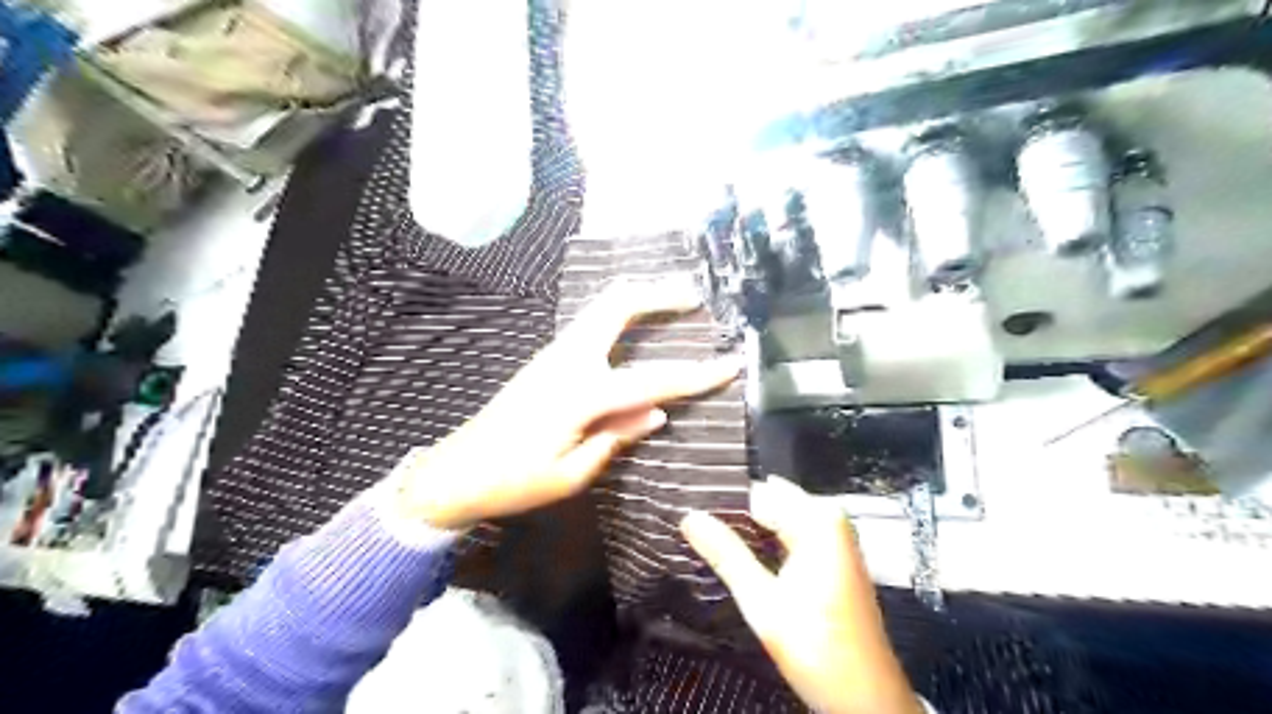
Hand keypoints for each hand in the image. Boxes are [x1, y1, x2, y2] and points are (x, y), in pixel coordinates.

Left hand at [396, 275, 736, 529]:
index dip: (697, 375)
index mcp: (580, 394)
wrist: (456, 471)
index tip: (731, 363)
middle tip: (694, 296)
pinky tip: (635, 326)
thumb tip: (656, 412)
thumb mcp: (573, 473)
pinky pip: (591, 323)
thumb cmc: (514, 482)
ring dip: (639, 298)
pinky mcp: (546, 359)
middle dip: (659, 293)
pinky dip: (620, 313)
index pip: (652, 380)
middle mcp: (568, 360)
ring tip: (673, 302)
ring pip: (602, 307)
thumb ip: (617, 436)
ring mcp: (554, 353)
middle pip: (617, 304)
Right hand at [685, 477, 926, 713]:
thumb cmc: (818, 649)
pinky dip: (766, 543)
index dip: (723, 505)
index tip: (692, 517)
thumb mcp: (763, 602)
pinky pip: (790, 533)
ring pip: (778, 519)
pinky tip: (742, 559)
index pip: (757, 493)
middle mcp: (830, 519)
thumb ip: (726, 555)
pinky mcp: (833, 555)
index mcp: (818, 520)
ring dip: (748, 532)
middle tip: (695, 531)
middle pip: (769, 503)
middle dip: (734, 517)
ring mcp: (835, 537)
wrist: (867, 697)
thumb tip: (690, 518)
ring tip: (711, 545)